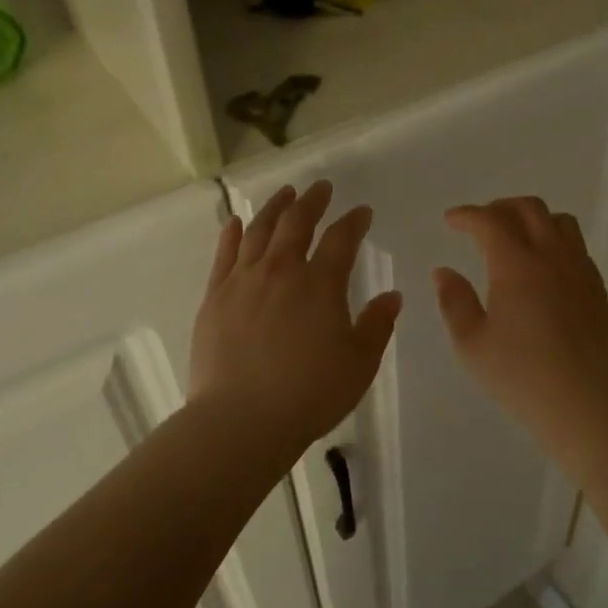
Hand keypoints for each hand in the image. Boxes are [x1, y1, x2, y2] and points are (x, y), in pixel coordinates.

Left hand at [190, 181, 402, 451]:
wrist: (241, 420)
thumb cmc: (309, 394)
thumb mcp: (359, 364)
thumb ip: (377, 325)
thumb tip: (392, 296)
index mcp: (320, 285)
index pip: (342, 239)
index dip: (354, 222)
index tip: (362, 212)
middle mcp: (281, 271)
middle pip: (297, 223)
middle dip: (313, 201)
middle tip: (321, 188)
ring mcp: (242, 281)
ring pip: (258, 231)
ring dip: (274, 208)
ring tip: (284, 193)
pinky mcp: (215, 297)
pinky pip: (223, 254)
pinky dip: (231, 233)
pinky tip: (235, 222)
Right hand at [433, 197, 607, 443]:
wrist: (584, 401)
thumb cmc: (520, 375)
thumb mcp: (472, 344)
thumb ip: (455, 302)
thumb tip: (444, 272)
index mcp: (517, 265)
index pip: (490, 221)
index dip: (468, 215)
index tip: (451, 220)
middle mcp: (552, 257)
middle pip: (530, 209)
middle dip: (501, 208)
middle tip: (481, 223)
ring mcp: (581, 271)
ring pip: (561, 222)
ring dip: (534, 219)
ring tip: (516, 237)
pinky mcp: (598, 290)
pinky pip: (577, 248)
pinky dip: (555, 242)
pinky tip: (545, 268)